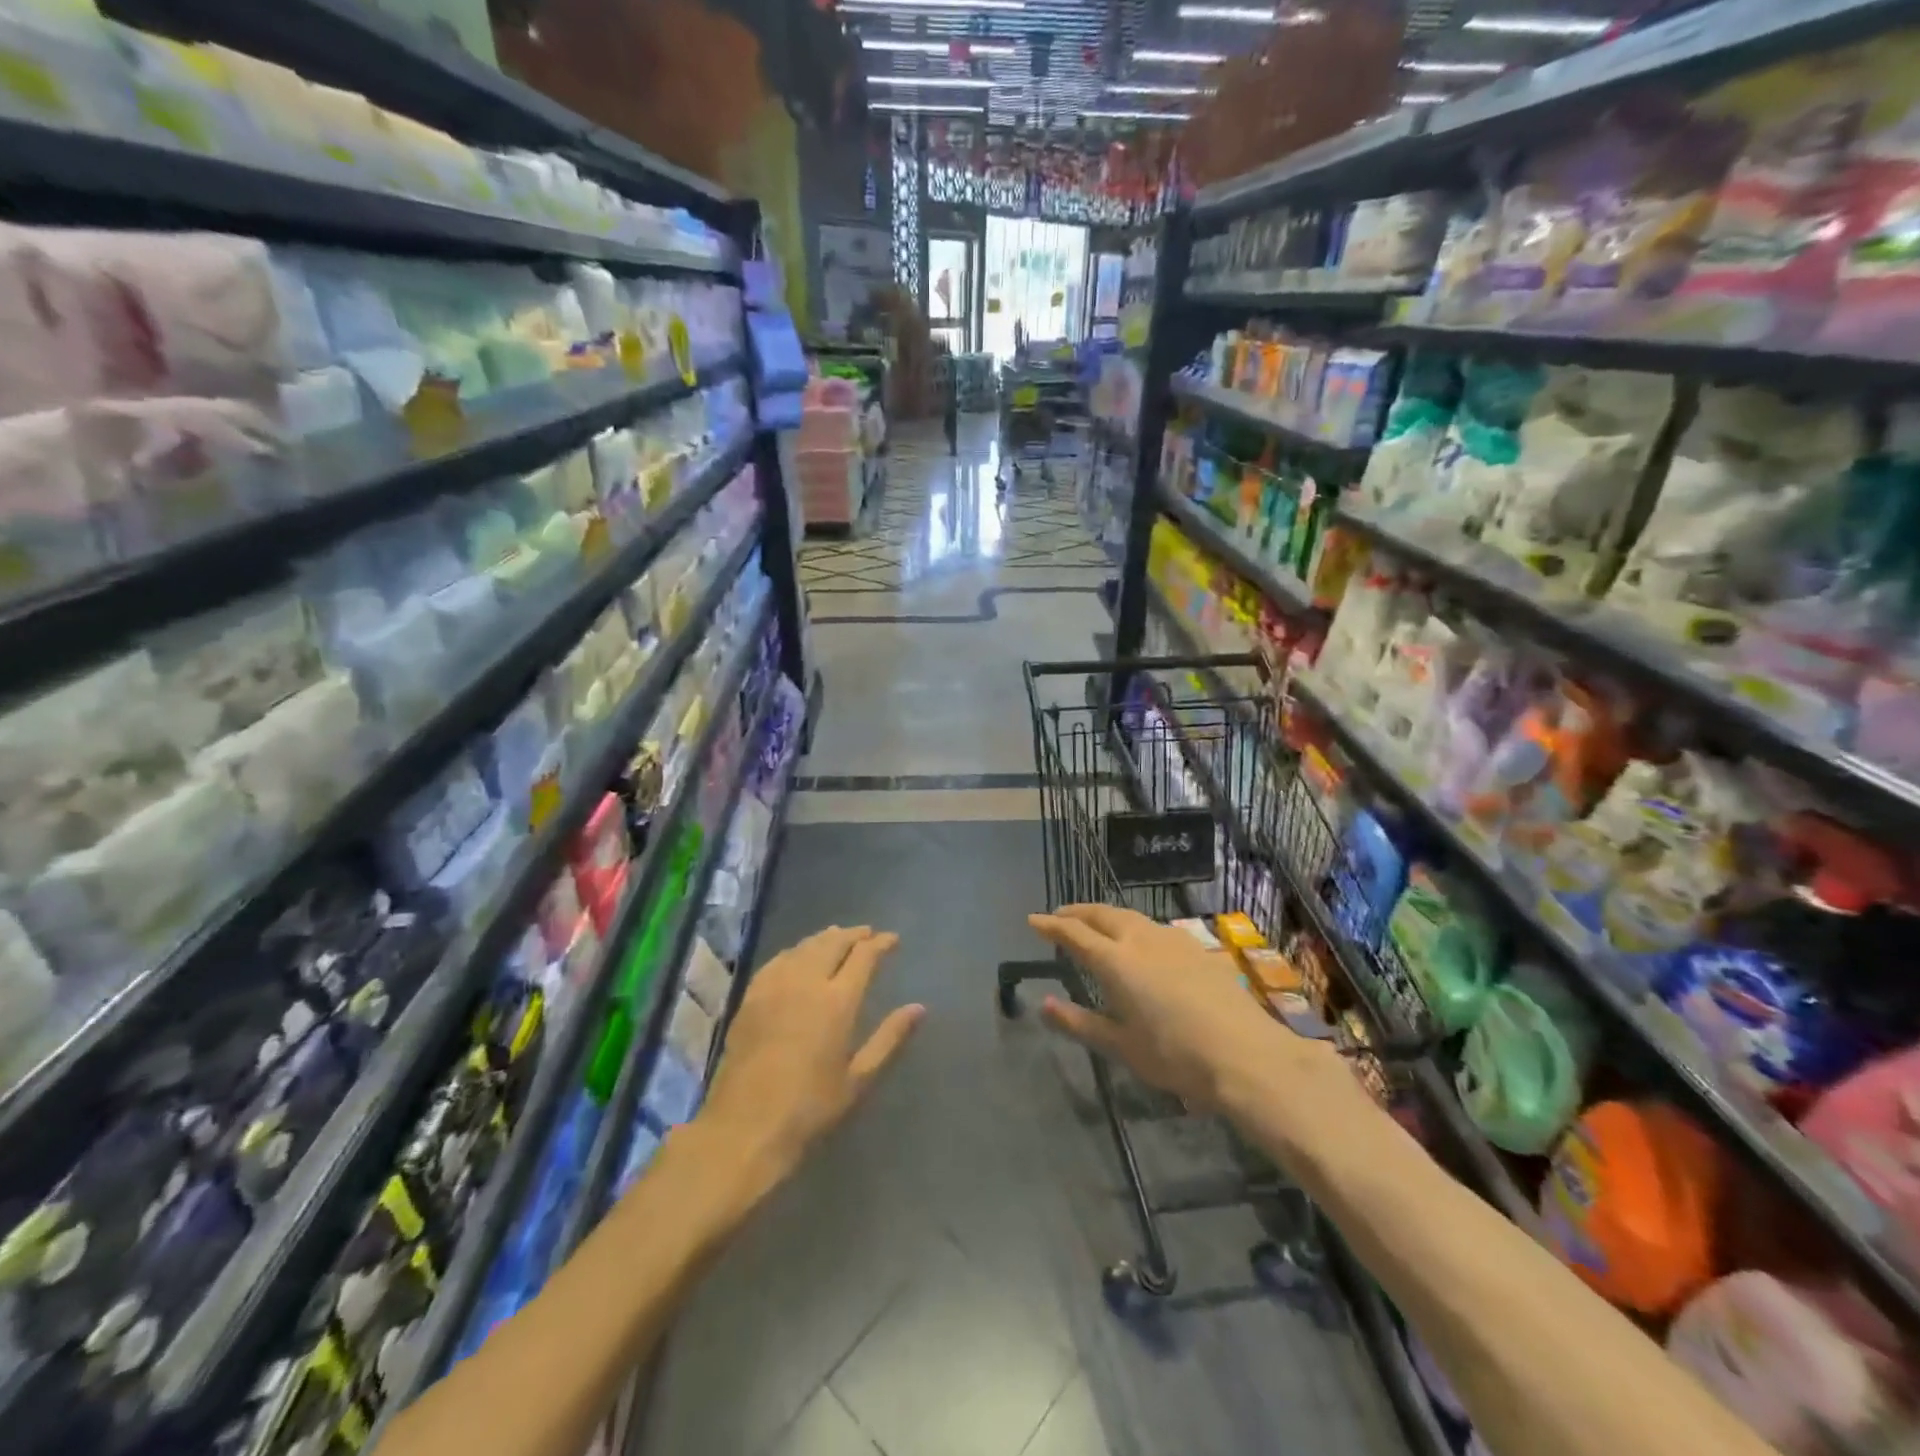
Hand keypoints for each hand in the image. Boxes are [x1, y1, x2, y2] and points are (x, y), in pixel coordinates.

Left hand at [698, 926, 923, 1182]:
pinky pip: (778, 960)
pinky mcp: (751, 997)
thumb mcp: (858, 1079)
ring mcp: (775, 986)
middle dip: (854, 935)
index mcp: (837, 1001)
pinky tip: (798, 955)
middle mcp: (807, 982)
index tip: (892, 939)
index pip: (864, 956)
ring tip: (838, 937)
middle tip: (868, 934)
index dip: (881, 943)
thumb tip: (919, 1008)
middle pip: (833, 943)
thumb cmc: (810, 1107)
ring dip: (825, 938)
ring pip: (804, 947)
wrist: (745, 1126)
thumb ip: (889, 1038)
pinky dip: (796, 950)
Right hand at [1029, 905, 1344, 1119]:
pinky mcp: (1197, 947)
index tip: (1033, 920)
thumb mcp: (1121, 1046)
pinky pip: (1153, 926)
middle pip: (1101, 914)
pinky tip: (1139, 941)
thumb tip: (1045, 1005)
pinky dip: (1133, 926)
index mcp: (1115, 961)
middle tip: (1060, 917)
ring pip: (1130, 916)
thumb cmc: (1176, 1056)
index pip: (1074, 933)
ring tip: (1095, 925)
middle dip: (1076, 913)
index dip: (1051, 925)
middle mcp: (1140, 939)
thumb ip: (1080, 1022)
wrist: (1247, 1056)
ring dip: (1105, 916)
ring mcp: (1172, 939)